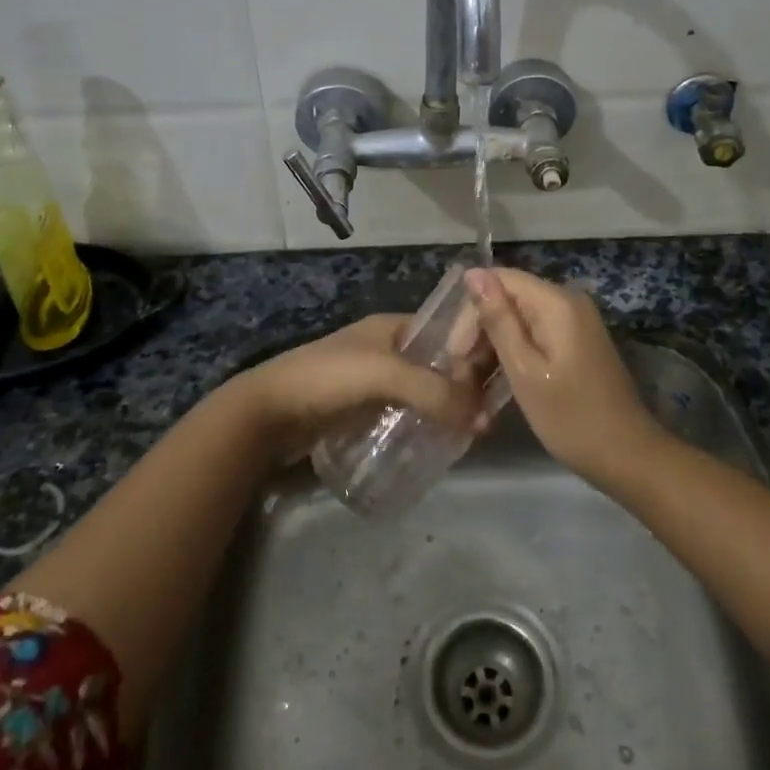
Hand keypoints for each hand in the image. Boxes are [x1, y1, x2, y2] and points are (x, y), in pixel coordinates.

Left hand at [228, 314, 483, 461]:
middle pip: (437, 363)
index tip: (502, 376)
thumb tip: (482, 418)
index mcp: (392, 326)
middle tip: (490, 414)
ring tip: (472, 433)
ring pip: (422, 390)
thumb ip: (432, 391)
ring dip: (444, 407)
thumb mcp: (384, 375)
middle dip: (462, 384)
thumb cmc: (326, 379)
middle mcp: (387, 348)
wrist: (266, 414)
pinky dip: (423, 423)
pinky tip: (439, 443)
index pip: (446, 331)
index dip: (473, 349)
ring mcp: (373, 380)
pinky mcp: (362, 409)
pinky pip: (405, 412)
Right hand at [465, 267, 659, 484]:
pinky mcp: (577, 341)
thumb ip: (498, 320)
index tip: (456, 353)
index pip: (499, 280)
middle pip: (509, 298)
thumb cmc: (570, 417)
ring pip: (519, 319)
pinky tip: (498, 382)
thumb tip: (473, 273)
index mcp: (556, 302)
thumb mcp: (524, 370)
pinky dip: (514, 354)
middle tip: (462, 375)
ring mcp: (575, 321)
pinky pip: (535, 334)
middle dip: (481, 331)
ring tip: (474, 384)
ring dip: (494, 346)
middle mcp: (567, 301)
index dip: (471, 311)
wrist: (627, 456)